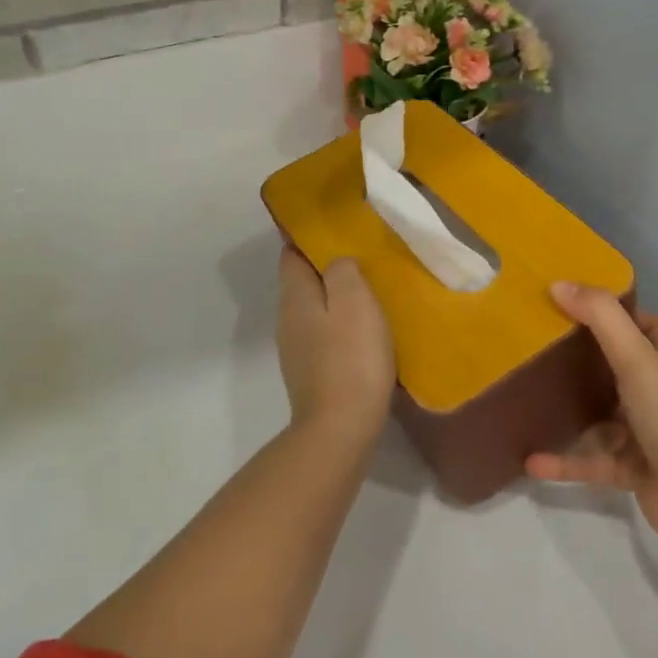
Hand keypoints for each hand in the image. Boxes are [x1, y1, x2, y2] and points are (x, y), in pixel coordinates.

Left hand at [275, 249, 395, 443]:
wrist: (341, 430)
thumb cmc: (350, 357)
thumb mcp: (353, 300)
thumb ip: (342, 270)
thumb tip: (337, 262)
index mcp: (294, 296)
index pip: (291, 254)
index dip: (310, 238)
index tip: (337, 228)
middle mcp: (288, 319)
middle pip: (303, 282)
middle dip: (328, 267)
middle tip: (363, 256)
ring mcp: (297, 349)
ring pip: (315, 309)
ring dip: (337, 298)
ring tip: (370, 290)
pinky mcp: (312, 373)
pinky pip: (325, 335)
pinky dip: (341, 325)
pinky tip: (366, 330)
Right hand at [526, 284, 657, 546]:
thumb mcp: (639, 362)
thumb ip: (601, 319)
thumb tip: (558, 282)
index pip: (651, 326)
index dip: (622, 312)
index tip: (576, 303)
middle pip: (621, 365)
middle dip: (585, 355)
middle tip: (540, 341)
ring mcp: (648, 435)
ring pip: (602, 414)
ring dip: (569, 409)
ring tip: (527, 395)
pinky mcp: (635, 472)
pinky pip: (593, 460)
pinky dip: (565, 460)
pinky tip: (530, 460)